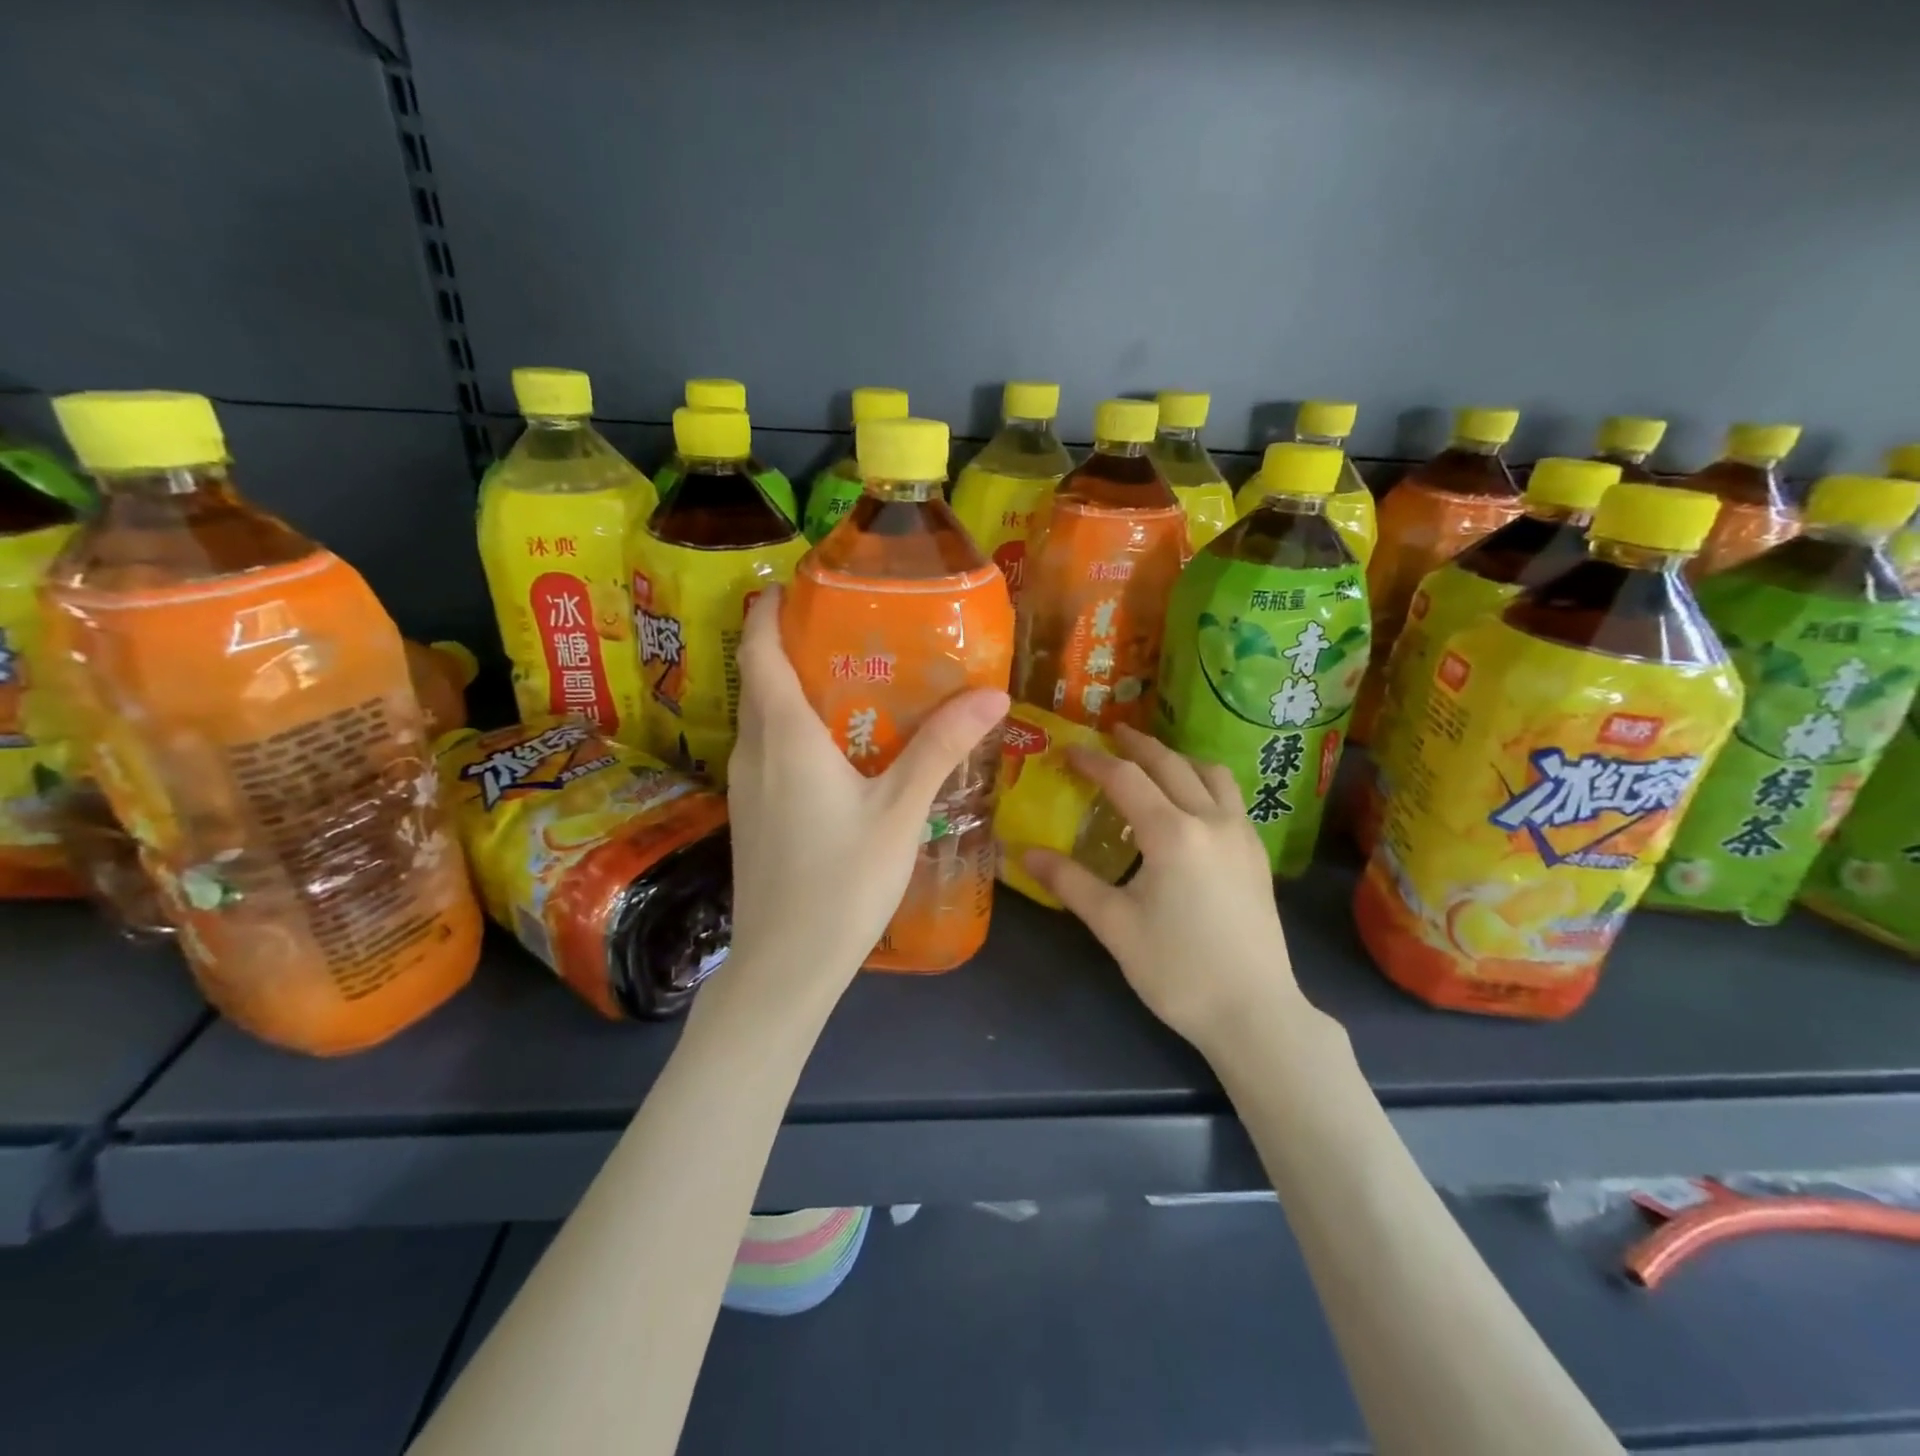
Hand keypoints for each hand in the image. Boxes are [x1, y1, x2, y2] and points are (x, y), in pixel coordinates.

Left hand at [722, 587, 1009, 1005]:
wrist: (784, 967)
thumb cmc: (842, 883)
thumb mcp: (900, 812)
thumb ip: (941, 749)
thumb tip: (993, 693)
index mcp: (784, 736)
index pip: (760, 649)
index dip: (772, 609)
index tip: (803, 584)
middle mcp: (754, 751)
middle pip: (761, 678)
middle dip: (793, 643)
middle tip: (852, 628)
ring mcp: (746, 786)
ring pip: (763, 716)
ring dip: (795, 688)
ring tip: (854, 679)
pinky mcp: (751, 814)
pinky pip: (768, 750)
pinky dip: (794, 728)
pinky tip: (839, 748)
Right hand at [1024, 725, 1311, 1051]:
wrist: (1255, 1013)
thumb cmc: (1178, 970)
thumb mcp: (1114, 926)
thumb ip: (1070, 882)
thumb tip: (1024, 853)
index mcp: (1172, 833)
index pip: (1126, 779)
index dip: (1094, 761)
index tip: (1068, 750)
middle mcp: (1211, 821)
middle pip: (1172, 764)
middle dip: (1137, 746)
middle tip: (1110, 735)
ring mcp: (1242, 835)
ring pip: (1211, 774)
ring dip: (1178, 759)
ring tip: (1153, 763)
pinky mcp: (1257, 855)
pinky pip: (1230, 797)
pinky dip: (1203, 782)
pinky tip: (1190, 804)